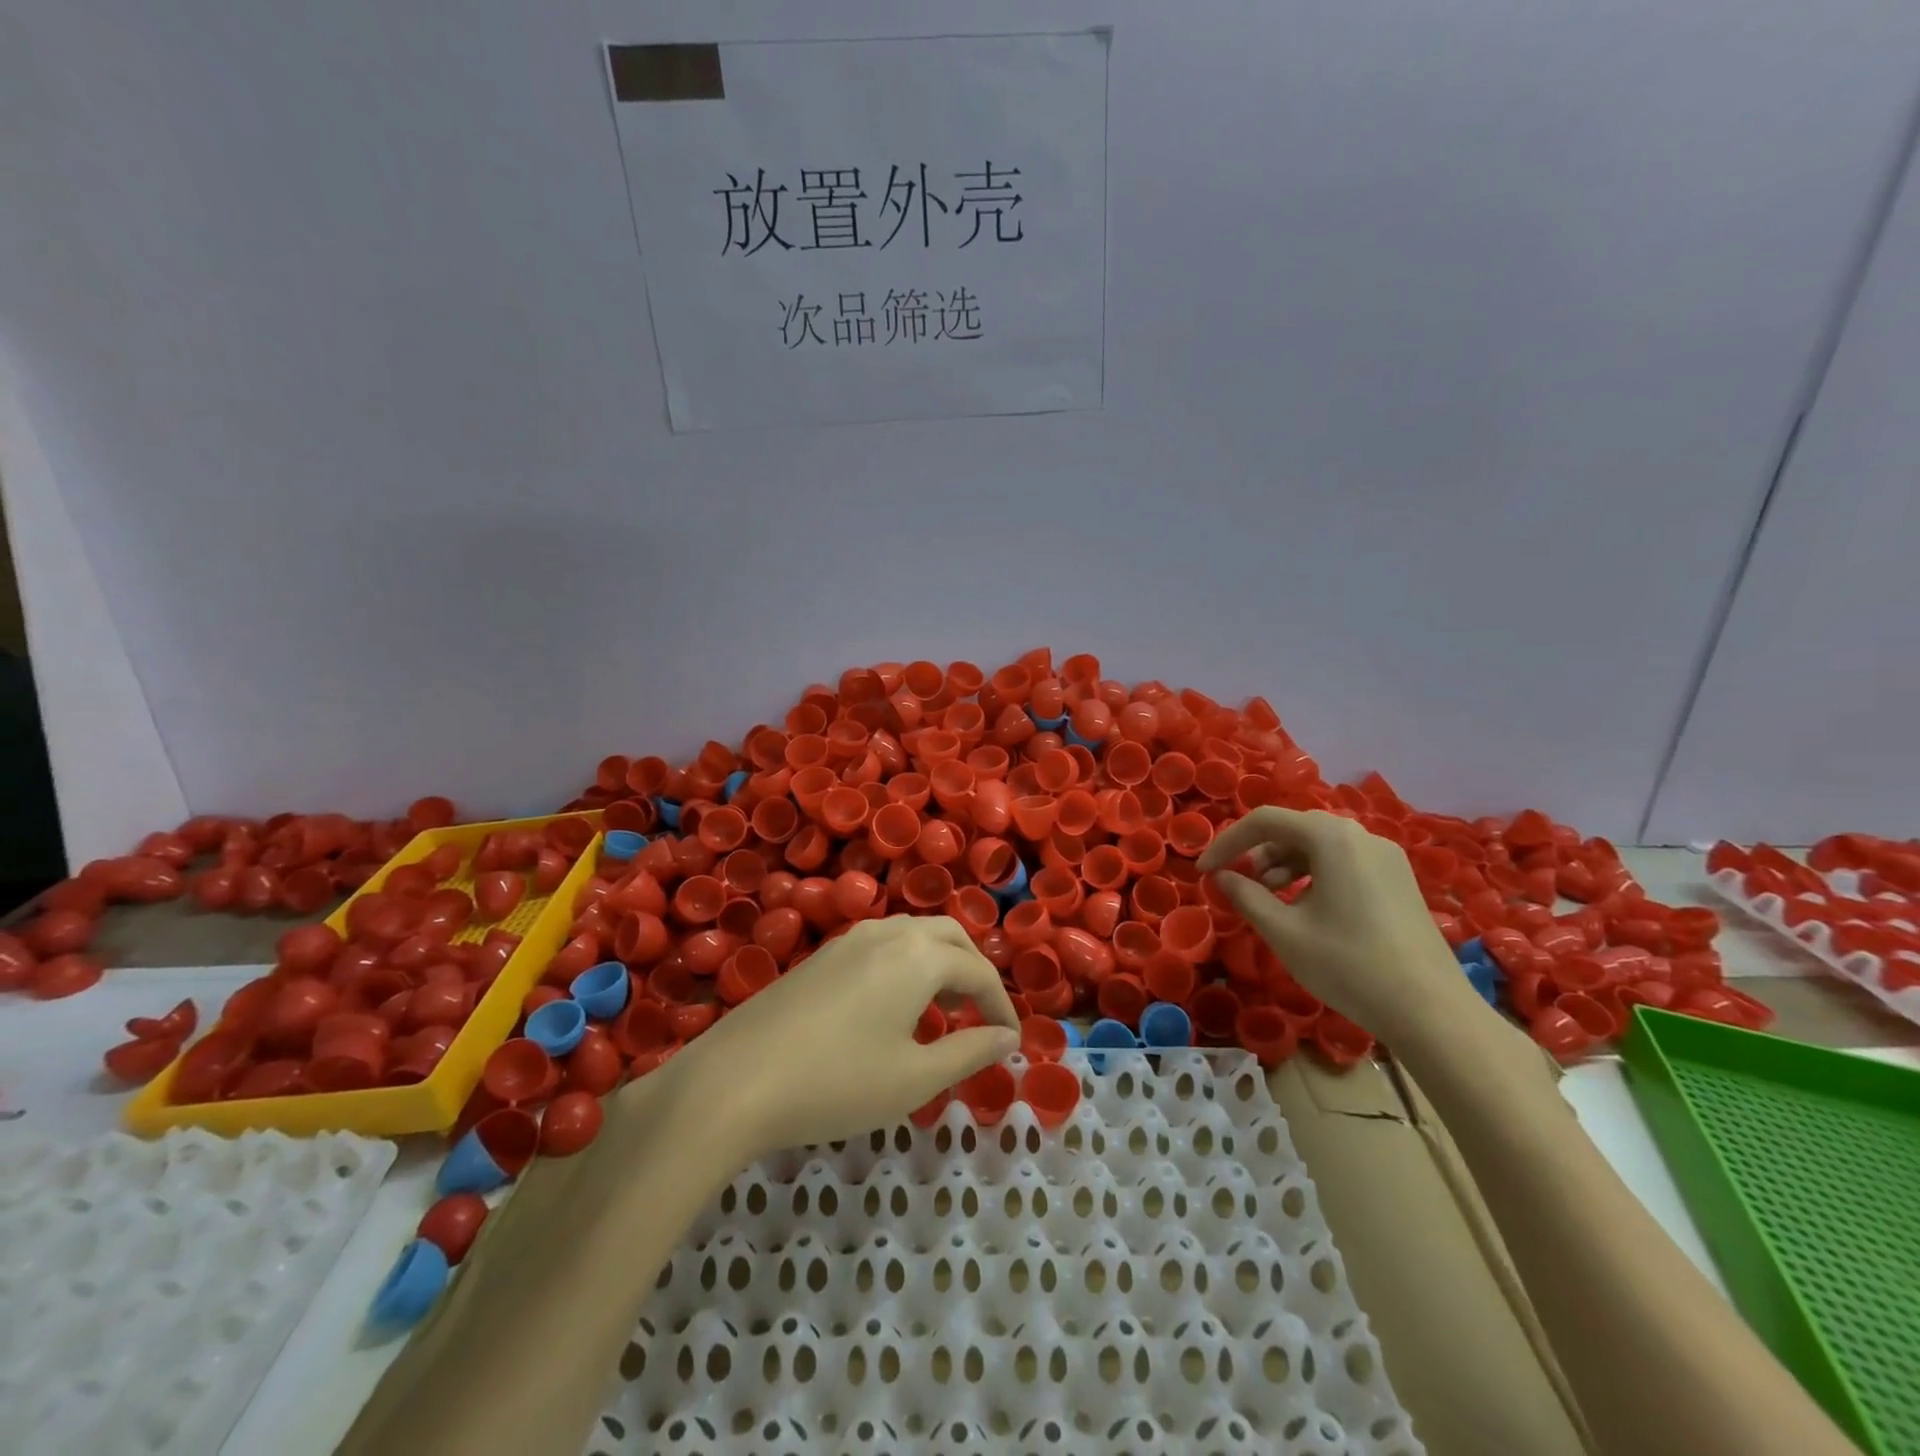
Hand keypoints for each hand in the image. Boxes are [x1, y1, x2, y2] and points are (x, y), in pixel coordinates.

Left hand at [659, 915, 1019, 1161]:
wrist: (734, 1080)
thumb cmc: (837, 1083)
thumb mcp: (914, 1078)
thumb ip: (969, 1052)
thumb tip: (1007, 1038)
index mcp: (918, 955)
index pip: (977, 971)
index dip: (1001, 1005)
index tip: (1010, 1040)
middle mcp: (888, 933)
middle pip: (948, 936)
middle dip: (973, 970)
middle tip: (979, 1015)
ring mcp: (849, 939)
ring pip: (913, 935)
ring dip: (939, 963)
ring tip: (941, 1011)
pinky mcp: (822, 955)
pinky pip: (883, 945)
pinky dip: (907, 965)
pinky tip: (893, 1007)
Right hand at [1199, 808, 1476, 1042]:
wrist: (1431, 1010)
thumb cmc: (1348, 964)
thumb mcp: (1283, 931)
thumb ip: (1245, 895)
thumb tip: (1222, 877)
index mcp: (1331, 837)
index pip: (1264, 820)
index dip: (1227, 842)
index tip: (1205, 870)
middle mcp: (1360, 835)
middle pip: (1294, 829)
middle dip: (1257, 853)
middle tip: (1237, 883)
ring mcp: (1385, 856)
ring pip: (1320, 845)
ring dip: (1285, 864)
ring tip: (1269, 899)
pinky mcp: (1399, 879)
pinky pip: (1344, 861)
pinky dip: (1314, 874)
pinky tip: (1306, 908)